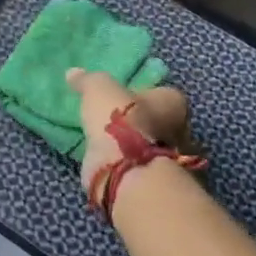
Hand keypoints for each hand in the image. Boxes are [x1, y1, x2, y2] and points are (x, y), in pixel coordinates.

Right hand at [66, 68, 190, 208]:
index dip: (142, 96)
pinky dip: (127, 165)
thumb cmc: (121, 119)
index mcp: (173, 102)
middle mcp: (182, 131)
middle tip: (114, 122)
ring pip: (151, 147)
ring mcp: (173, 161)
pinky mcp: (157, 182)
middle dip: (139, 123)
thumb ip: (88, 80)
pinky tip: (108, 161)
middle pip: (159, 122)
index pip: (161, 95)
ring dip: (133, 146)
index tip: (122, 100)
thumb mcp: (99, 89)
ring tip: (106, 142)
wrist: (125, 169)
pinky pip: (139, 167)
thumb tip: (73, 73)